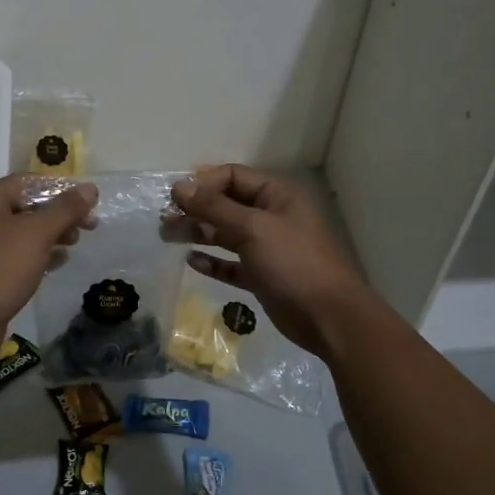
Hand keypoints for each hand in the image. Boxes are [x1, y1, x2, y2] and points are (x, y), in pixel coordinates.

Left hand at [0, 175, 97, 352]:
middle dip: (58, 215)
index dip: (60, 189)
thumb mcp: (37, 234)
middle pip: (25, 206)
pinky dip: (37, 254)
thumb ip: (65, 209)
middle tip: (88, 226)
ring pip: (21, 232)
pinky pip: (14, 255)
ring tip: (74, 244)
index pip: (27, 182)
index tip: (88, 203)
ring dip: (50, 235)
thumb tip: (90, 188)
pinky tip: (58, 263)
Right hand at [168, 165, 371, 361]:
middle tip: (164, 220)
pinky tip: (192, 261)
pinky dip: (213, 261)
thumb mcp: (252, 228)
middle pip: (227, 204)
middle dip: (196, 209)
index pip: (233, 176)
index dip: (203, 184)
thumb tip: (179, 186)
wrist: (330, 318)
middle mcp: (272, 217)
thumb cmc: (294, 263)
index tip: (175, 198)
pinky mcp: (264, 276)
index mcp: (277, 196)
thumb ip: (214, 207)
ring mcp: (269, 248)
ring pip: (227, 234)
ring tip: (168, 236)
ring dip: (199, 232)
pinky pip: (232, 263)